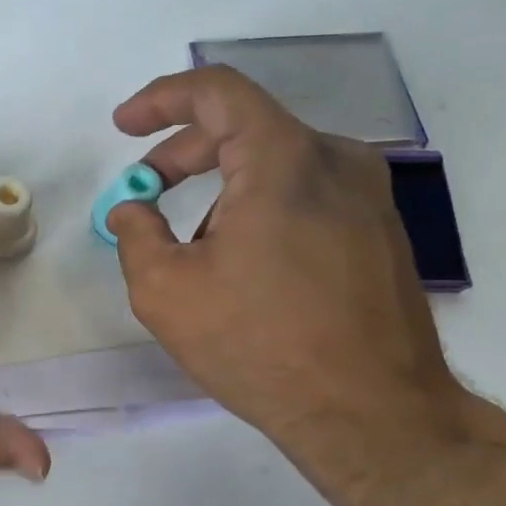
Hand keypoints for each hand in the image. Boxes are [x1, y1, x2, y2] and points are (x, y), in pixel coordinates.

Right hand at [106, 65, 485, 505]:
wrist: (372, 414)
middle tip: (145, 191)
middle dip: (183, 154)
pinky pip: (308, 195)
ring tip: (194, 251)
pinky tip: (245, 266)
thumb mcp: (166, 291)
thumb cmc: (260, 345)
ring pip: (278, 165)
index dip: (161, 99)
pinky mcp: (381, 231)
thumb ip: (135, 234)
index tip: (124, 125)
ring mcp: (368, 196)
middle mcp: (337, 160)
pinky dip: (263, 209)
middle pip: (246, 127)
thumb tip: (131, 208)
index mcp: (284, 159)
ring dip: (223, 191)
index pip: (217, 92)